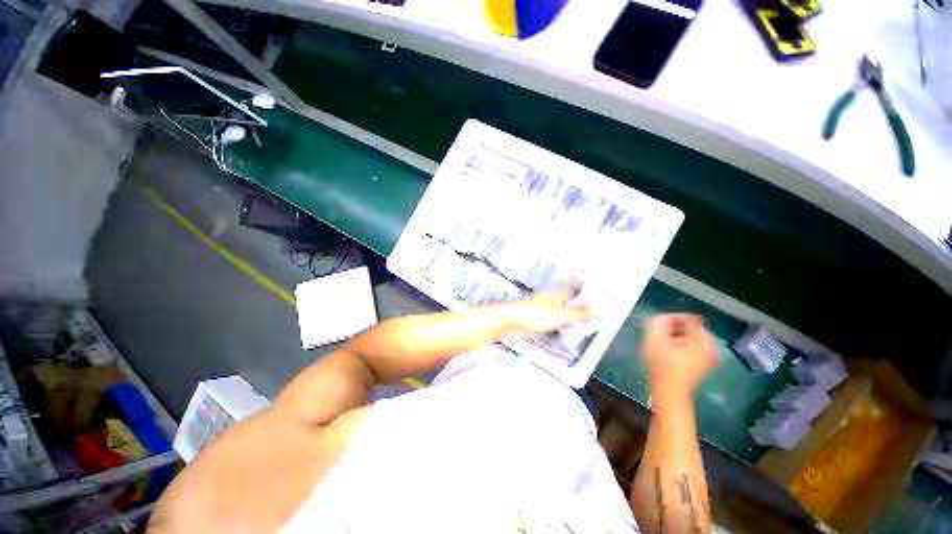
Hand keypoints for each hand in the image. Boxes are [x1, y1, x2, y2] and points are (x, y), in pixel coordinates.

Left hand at [503, 287, 592, 336]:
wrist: (510, 322)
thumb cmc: (530, 314)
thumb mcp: (560, 316)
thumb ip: (578, 314)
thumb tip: (596, 311)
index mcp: (555, 295)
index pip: (572, 290)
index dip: (583, 292)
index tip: (594, 295)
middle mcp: (548, 302)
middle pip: (566, 303)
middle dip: (577, 308)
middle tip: (590, 314)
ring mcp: (541, 312)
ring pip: (558, 314)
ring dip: (567, 320)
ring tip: (579, 327)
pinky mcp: (535, 322)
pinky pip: (550, 325)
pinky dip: (557, 330)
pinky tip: (561, 336)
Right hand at [643, 314, 716, 398]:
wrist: (670, 394)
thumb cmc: (661, 366)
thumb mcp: (654, 339)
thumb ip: (658, 322)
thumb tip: (662, 317)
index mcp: (703, 338)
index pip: (686, 318)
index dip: (670, 319)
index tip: (657, 327)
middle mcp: (711, 345)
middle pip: (689, 327)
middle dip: (672, 329)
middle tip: (657, 337)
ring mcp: (709, 356)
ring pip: (689, 337)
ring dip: (674, 338)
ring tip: (661, 345)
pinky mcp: (703, 364)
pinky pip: (690, 347)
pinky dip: (679, 347)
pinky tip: (668, 354)